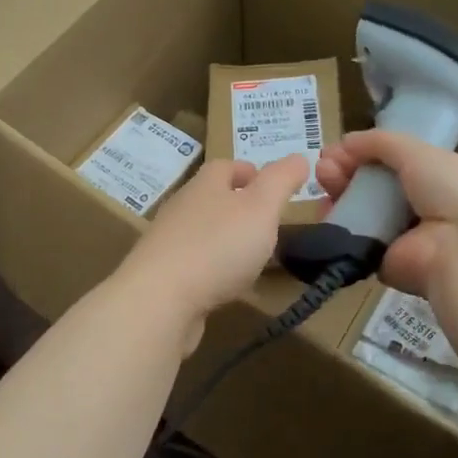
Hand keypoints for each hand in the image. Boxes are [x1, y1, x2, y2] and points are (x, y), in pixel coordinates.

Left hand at [112, 154, 308, 342]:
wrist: (159, 300)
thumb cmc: (216, 247)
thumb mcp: (261, 208)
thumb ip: (281, 181)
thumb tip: (299, 157)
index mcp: (205, 185)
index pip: (225, 166)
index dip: (249, 171)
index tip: (271, 185)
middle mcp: (182, 208)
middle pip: (211, 198)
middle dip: (238, 206)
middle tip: (267, 222)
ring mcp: (168, 243)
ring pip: (202, 233)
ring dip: (225, 239)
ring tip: (252, 256)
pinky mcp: (163, 276)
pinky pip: (193, 266)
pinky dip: (212, 270)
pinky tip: (227, 286)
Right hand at [315, 131, 457, 344]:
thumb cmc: (452, 190)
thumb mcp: (420, 152)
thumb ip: (382, 143)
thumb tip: (347, 140)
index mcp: (438, 178)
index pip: (394, 163)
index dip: (366, 153)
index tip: (339, 148)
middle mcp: (421, 206)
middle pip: (373, 186)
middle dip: (346, 171)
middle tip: (325, 165)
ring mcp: (401, 236)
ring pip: (361, 211)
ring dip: (339, 193)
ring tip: (322, 180)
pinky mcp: (383, 262)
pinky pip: (355, 240)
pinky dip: (338, 226)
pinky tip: (325, 210)